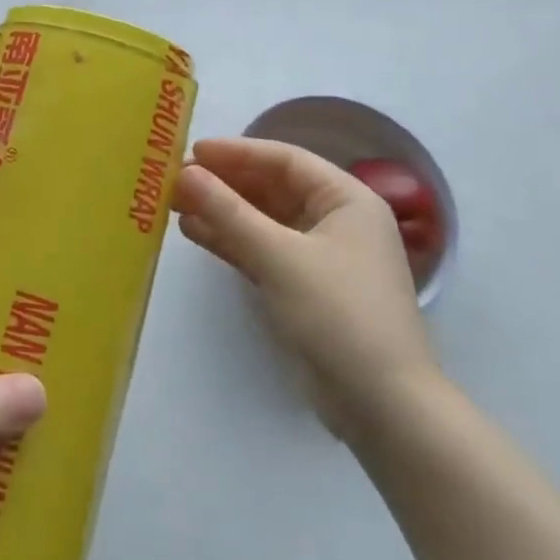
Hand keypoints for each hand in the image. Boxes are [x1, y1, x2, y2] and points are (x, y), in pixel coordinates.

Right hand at [173, 137, 439, 447]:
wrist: (384, 408)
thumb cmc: (339, 315)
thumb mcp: (278, 257)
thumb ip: (228, 212)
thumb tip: (185, 174)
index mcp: (346, 199)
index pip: (285, 160)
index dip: (237, 152)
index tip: (191, 152)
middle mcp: (337, 220)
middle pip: (272, 188)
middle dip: (224, 183)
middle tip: (175, 179)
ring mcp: (321, 256)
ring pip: (263, 220)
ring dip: (222, 211)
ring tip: (174, 204)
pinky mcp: (305, 287)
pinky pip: (262, 249)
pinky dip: (231, 240)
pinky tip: (194, 232)